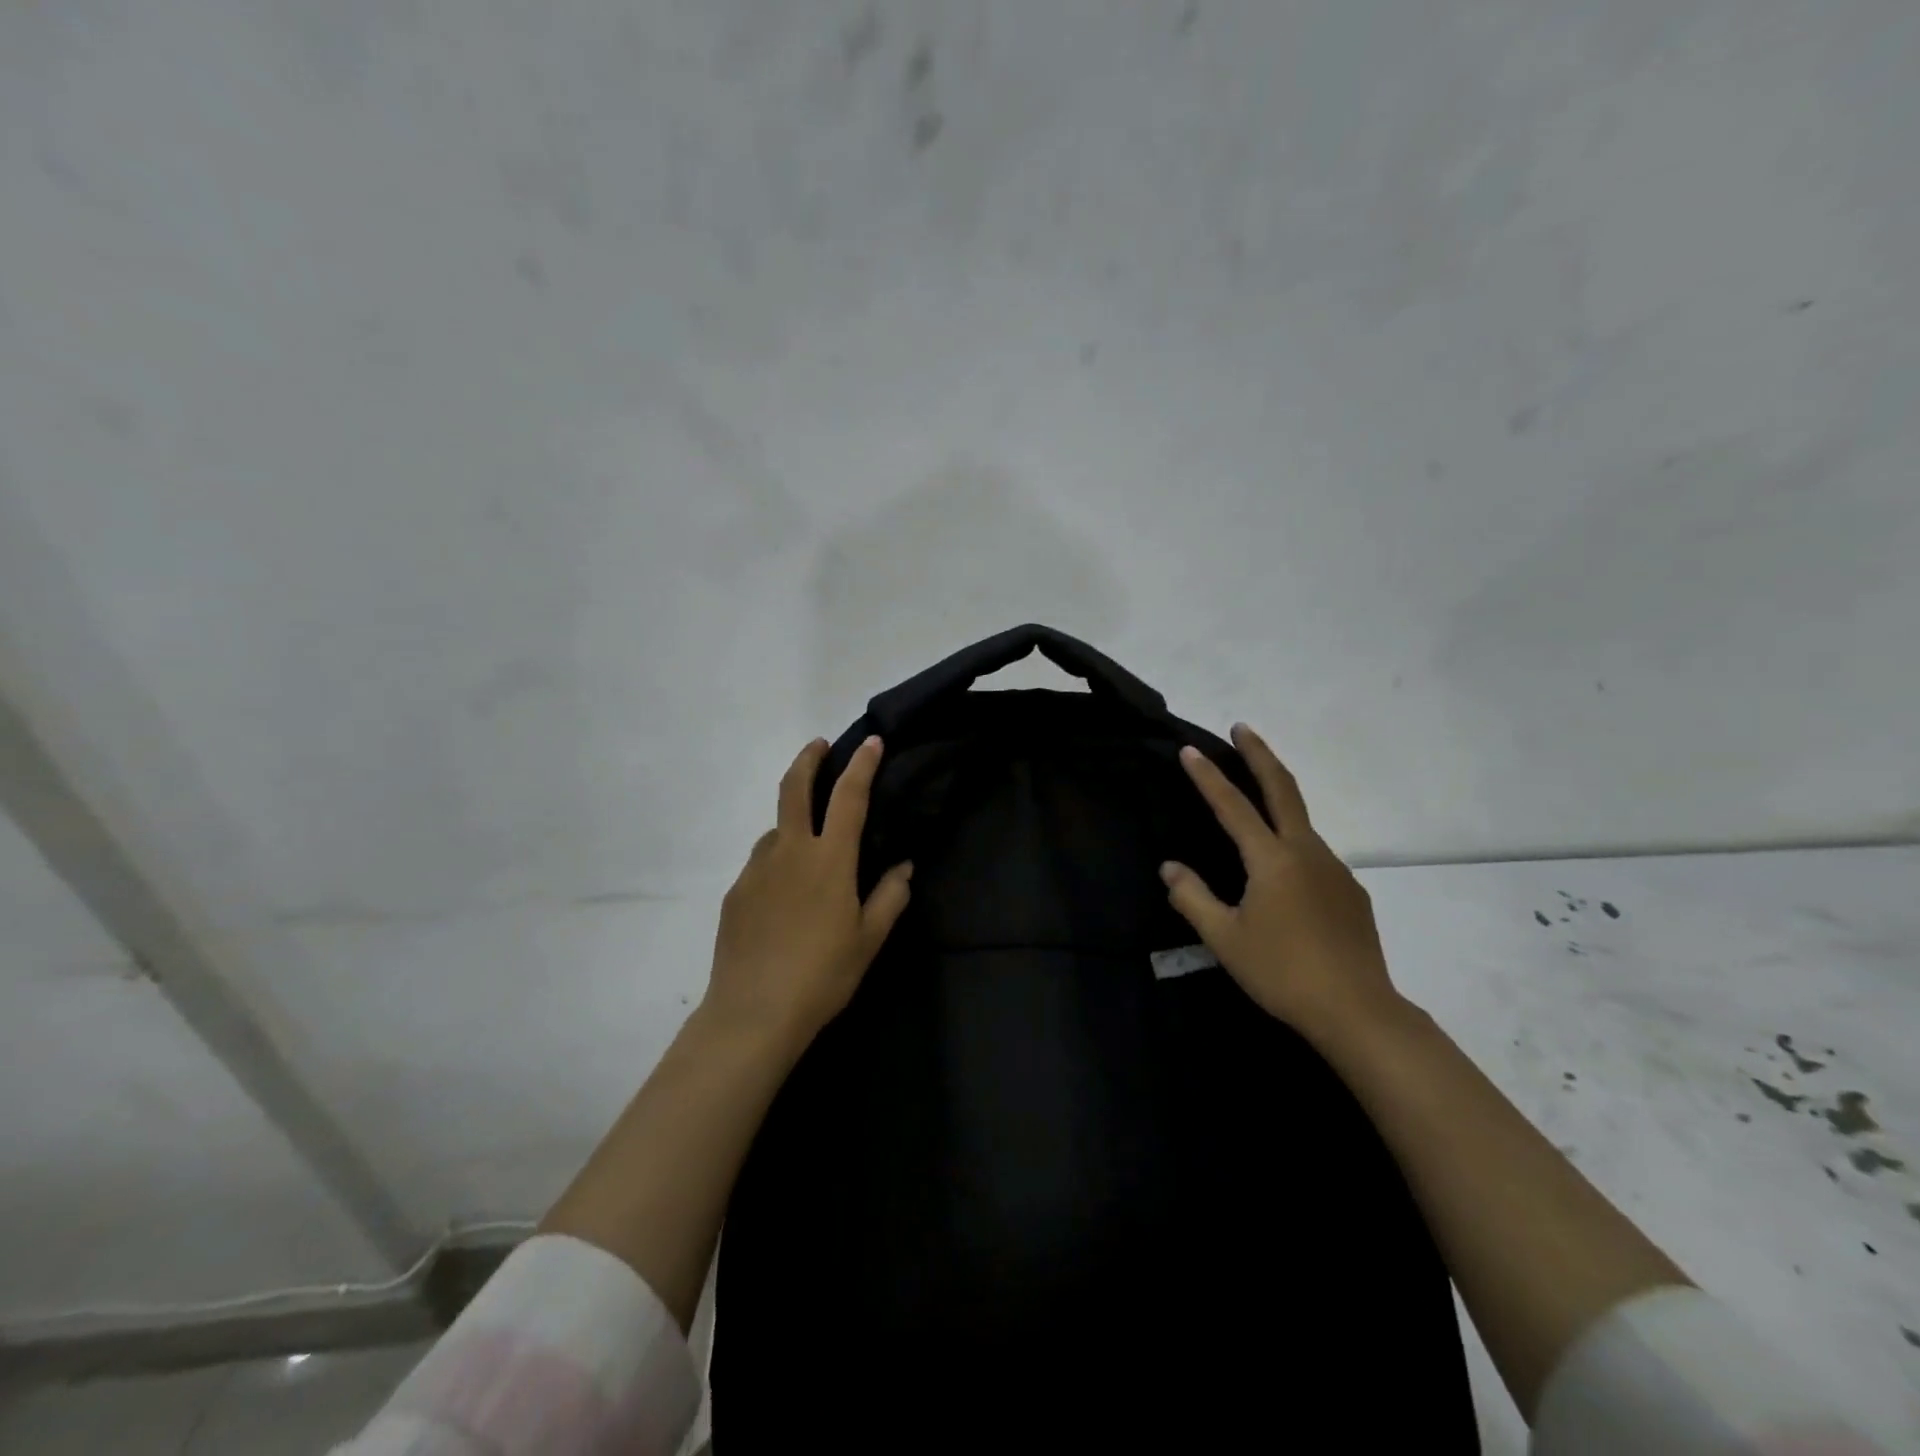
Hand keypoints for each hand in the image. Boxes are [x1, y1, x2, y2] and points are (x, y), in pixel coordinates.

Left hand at [702, 735, 912, 1053]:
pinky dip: (777, 861)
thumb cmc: (822, 975)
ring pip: (776, 829)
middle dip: (808, 758)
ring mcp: (756, 869)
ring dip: (793, 822)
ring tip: (809, 851)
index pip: (848, 797)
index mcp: (829, 859)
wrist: (753, 1012)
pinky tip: (784, 897)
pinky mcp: (736, 893)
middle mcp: (789, 851)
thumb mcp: (869, 939)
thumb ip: (890, 896)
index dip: (862, 765)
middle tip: (819, 746)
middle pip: (794, 788)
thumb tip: (903, 866)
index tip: (872, 742)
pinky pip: (761, 863)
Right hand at [1160, 723, 1406, 1045]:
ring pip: (1301, 823)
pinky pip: (1314, 854)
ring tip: (1253, 804)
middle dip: (1260, 755)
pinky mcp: (1351, 891)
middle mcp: (1306, 852)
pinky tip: (1284, 875)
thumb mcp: (1224, 938)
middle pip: (1283, 789)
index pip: (1233, 806)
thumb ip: (1192, 896)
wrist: (1358, 1011)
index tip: (1190, 750)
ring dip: (1277, 799)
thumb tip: (1169, 866)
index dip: (1208, 777)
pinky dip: (1292, 843)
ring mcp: (1335, 869)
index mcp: (1272, 859)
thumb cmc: (1282, 971)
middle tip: (1242, 728)